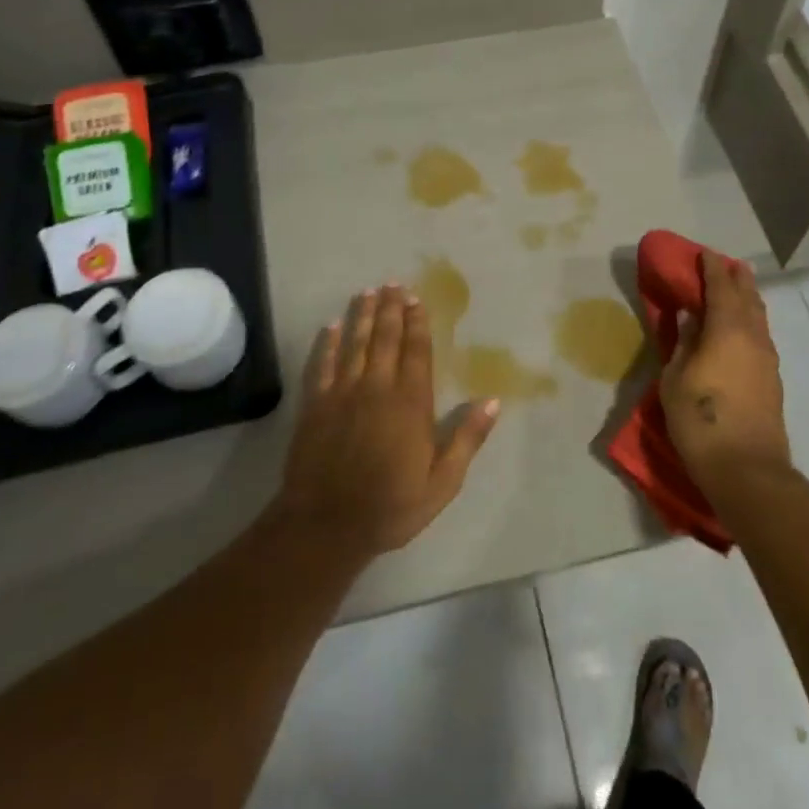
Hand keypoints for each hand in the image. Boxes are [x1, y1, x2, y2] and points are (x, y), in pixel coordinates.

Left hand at [276, 284, 500, 554]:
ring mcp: (342, 394)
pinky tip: (330, 327)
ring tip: (367, 293)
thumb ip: (467, 439)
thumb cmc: (390, 506)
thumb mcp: (442, 482)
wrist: (326, 525)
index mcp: (410, 403)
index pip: (417, 351)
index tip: (416, 299)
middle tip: (391, 283)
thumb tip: (493, 402)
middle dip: (390, 309)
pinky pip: (321, 365)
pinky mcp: (315, 405)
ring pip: (354, 344)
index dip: (417, 322)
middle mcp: (377, 388)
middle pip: (385, 339)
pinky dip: (326, 343)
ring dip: (362, 316)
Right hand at [661, 253, 790, 499]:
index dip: (712, 268)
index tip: (704, 253)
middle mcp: (753, 337)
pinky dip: (751, 320)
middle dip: (736, 277)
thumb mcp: (676, 379)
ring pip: (759, 317)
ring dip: (748, 298)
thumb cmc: (701, 420)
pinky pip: (761, 335)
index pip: (721, 288)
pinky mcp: (772, 379)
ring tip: (738, 288)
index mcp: (727, 330)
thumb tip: (690, 319)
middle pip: (747, 297)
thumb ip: (683, 343)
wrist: (746, 469)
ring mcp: (767, 359)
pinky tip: (743, 327)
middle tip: (726, 263)